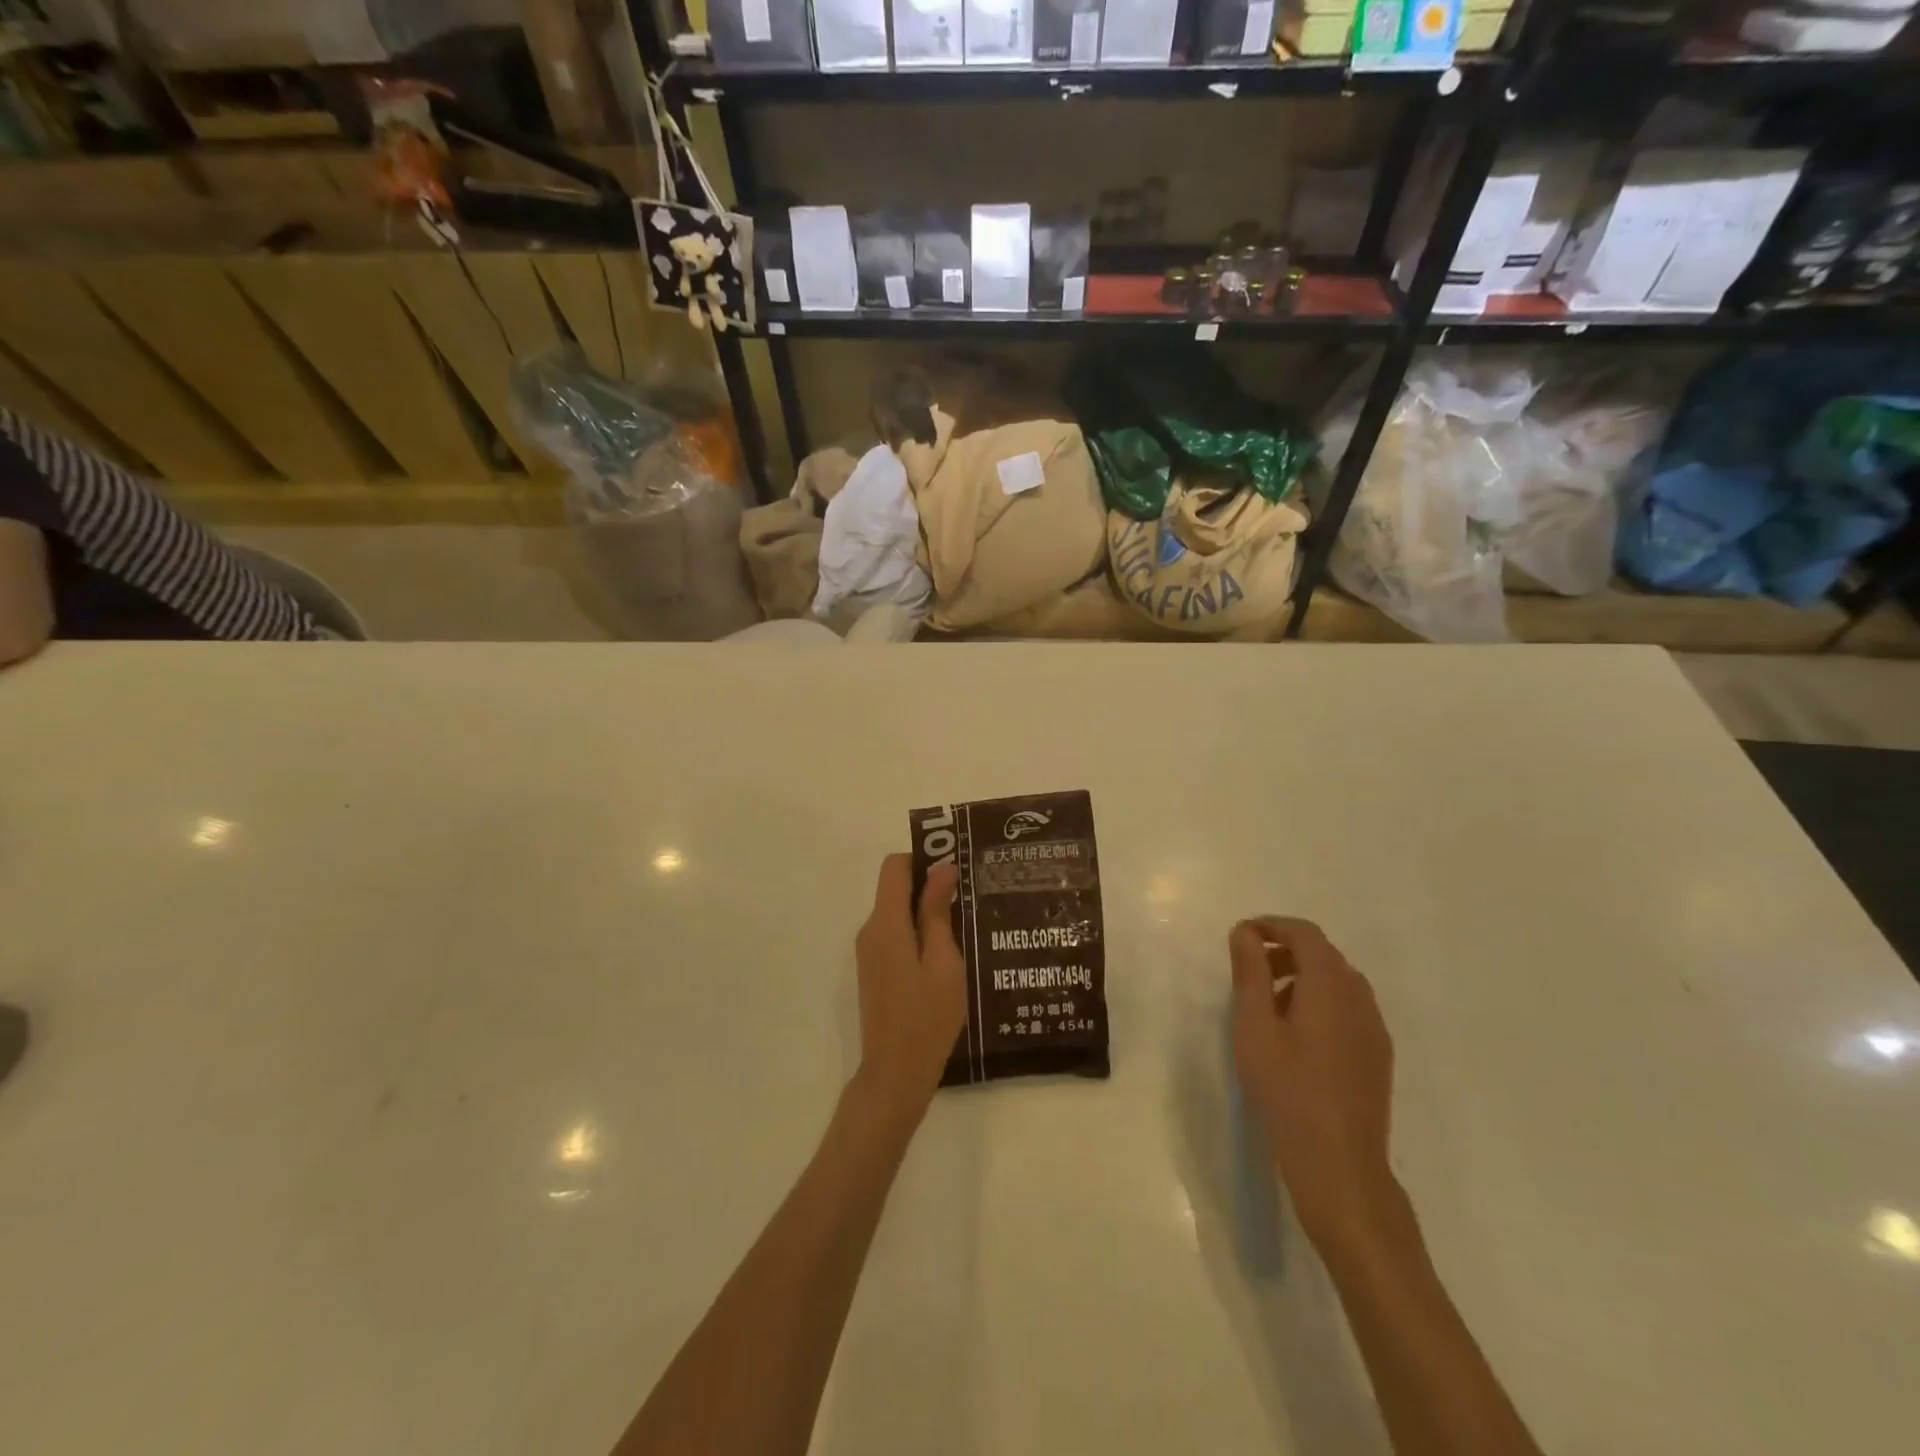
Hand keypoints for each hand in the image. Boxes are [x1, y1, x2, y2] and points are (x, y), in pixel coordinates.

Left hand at [852, 854, 965, 1126]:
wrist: (895, 1074)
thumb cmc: (927, 1017)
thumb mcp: (943, 962)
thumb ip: (937, 912)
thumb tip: (942, 868)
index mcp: (886, 924)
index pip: (894, 867)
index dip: (923, 859)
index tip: (955, 868)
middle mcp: (870, 930)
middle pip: (894, 887)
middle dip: (929, 883)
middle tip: (969, 894)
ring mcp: (869, 952)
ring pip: (896, 911)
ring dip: (925, 909)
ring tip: (965, 921)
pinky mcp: (874, 970)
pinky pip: (895, 934)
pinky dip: (918, 931)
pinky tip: (948, 950)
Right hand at [1229, 917, 1400, 1254]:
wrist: (1340, 1166)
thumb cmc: (1287, 1091)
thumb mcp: (1254, 1027)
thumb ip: (1250, 973)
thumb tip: (1245, 932)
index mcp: (1330, 986)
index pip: (1305, 934)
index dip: (1271, 926)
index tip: (1240, 937)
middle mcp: (1360, 998)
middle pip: (1323, 955)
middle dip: (1284, 952)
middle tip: (1249, 972)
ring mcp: (1374, 1029)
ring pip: (1338, 983)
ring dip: (1302, 978)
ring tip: (1267, 1007)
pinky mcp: (1377, 1056)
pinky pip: (1348, 1009)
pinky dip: (1320, 1003)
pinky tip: (1297, 1038)